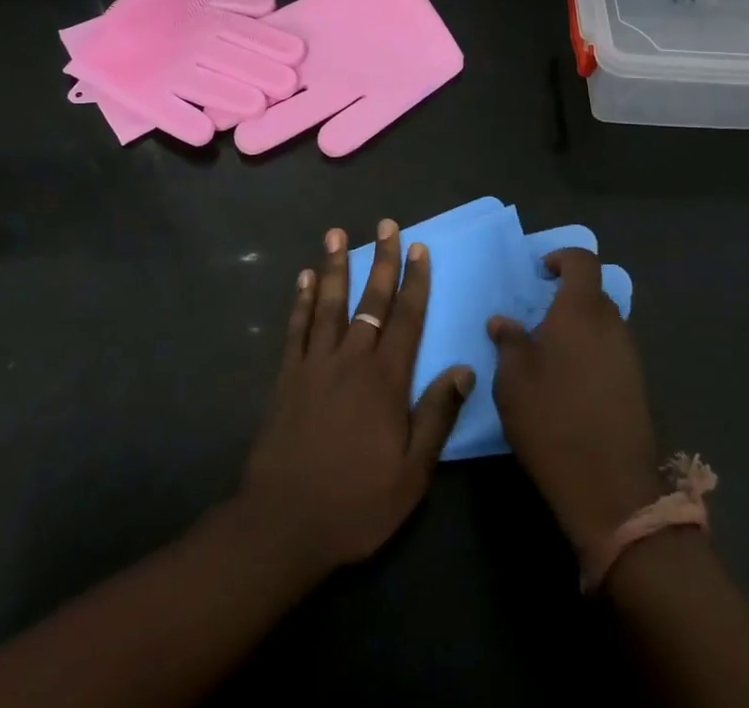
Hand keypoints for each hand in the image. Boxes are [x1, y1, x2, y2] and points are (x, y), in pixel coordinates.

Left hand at [238, 222, 473, 577]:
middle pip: (371, 301)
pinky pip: (296, 328)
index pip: (406, 319)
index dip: (415, 282)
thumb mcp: (411, 474)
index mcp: (385, 380)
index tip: (420, 249)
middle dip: (382, 261)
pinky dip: (302, 300)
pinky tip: (305, 278)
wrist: (284, 524)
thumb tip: (464, 369)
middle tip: (387, 225)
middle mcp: (351, 360)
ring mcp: (315, 364)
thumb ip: (436, 416)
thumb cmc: (356, 503)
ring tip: (337, 233)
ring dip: (336, 266)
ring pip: (330, 304)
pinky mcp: (287, 377)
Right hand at [489, 249, 662, 560]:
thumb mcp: (513, 379)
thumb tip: (504, 322)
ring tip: (550, 355)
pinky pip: (612, 352)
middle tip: (538, 319)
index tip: (541, 273)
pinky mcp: (637, 386)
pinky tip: (571, 384)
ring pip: (603, 325)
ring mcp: (629, 356)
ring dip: (580, 329)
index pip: (582, 262)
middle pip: (594, 294)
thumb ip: (509, 342)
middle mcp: (611, 324)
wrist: (611, 490)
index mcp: (581, 311)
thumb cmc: (552, 420)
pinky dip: (592, 355)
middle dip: (567, 298)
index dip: (563, 258)